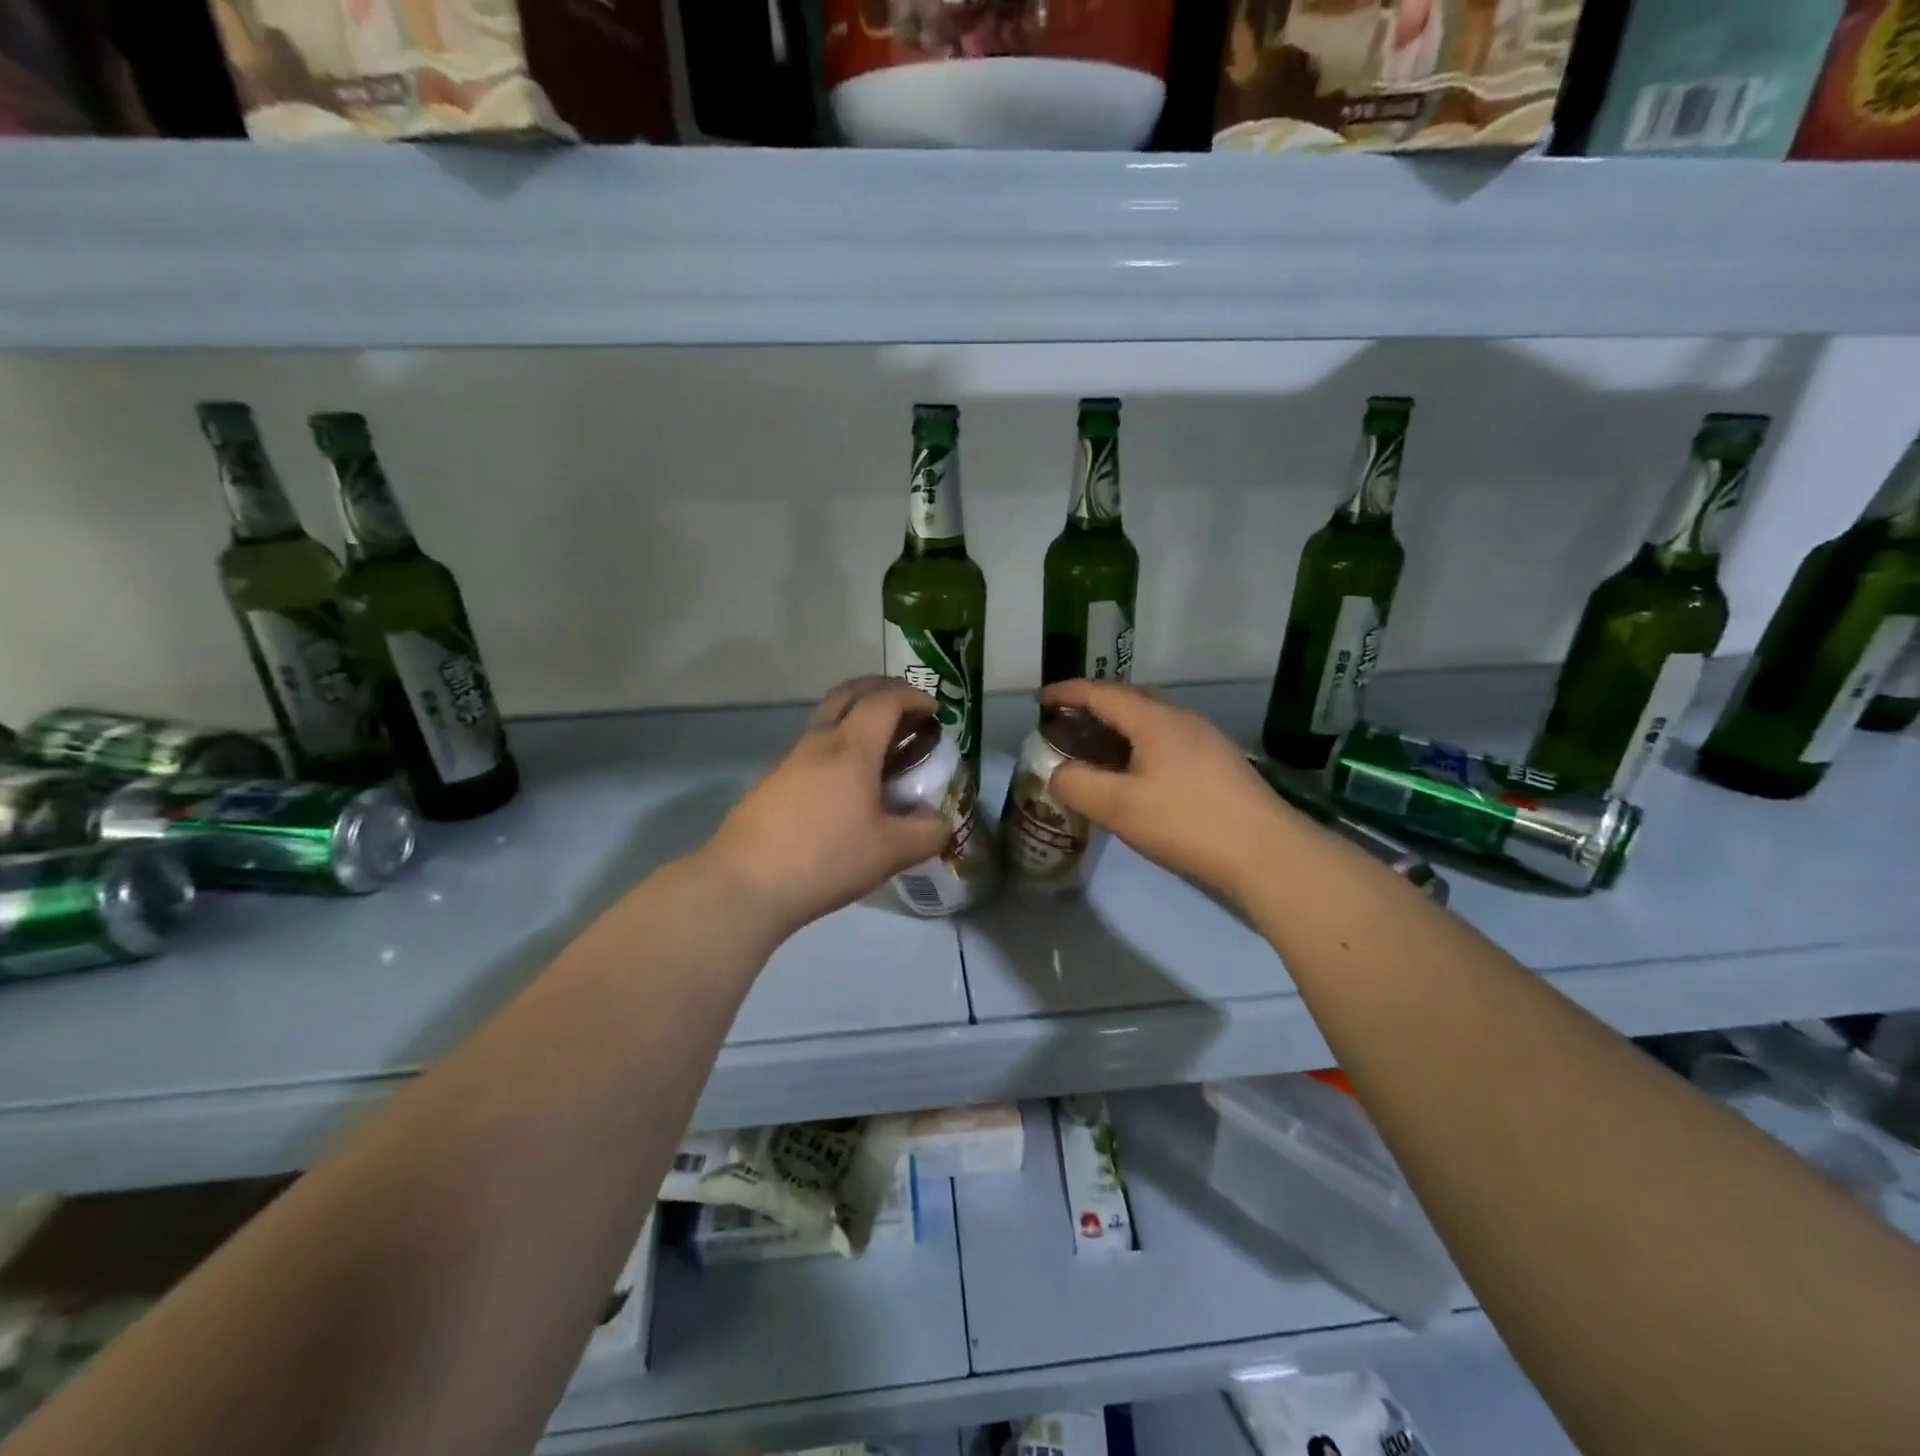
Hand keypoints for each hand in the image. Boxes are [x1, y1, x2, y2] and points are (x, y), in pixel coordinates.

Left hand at [701, 677, 951, 936]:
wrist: (744, 883)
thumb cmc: (825, 859)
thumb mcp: (890, 853)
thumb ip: (927, 833)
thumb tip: (940, 821)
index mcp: (851, 748)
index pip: (885, 700)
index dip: (914, 697)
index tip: (935, 711)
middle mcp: (819, 742)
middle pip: (849, 693)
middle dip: (881, 689)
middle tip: (905, 706)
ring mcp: (790, 760)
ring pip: (827, 718)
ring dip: (856, 717)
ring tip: (881, 747)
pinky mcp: (772, 782)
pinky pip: (812, 746)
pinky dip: (837, 745)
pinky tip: (846, 783)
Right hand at [1042, 680, 1300, 906]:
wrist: (1265, 851)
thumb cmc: (1185, 822)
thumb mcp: (1118, 806)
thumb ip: (1076, 784)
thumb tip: (1058, 773)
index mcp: (1154, 720)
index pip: (1101, 692)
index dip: (1067, 693)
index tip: (1041, 699)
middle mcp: (1181, 718)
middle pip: (1129, 699)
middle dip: (1094, 706)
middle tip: (1067, 725)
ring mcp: (1205, 739)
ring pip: (1152, 720)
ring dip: (1119, 727)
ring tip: (1097, 749)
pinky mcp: (1219, 762)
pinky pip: (1168, 739)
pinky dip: (1140, 744)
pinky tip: (1137, 774)